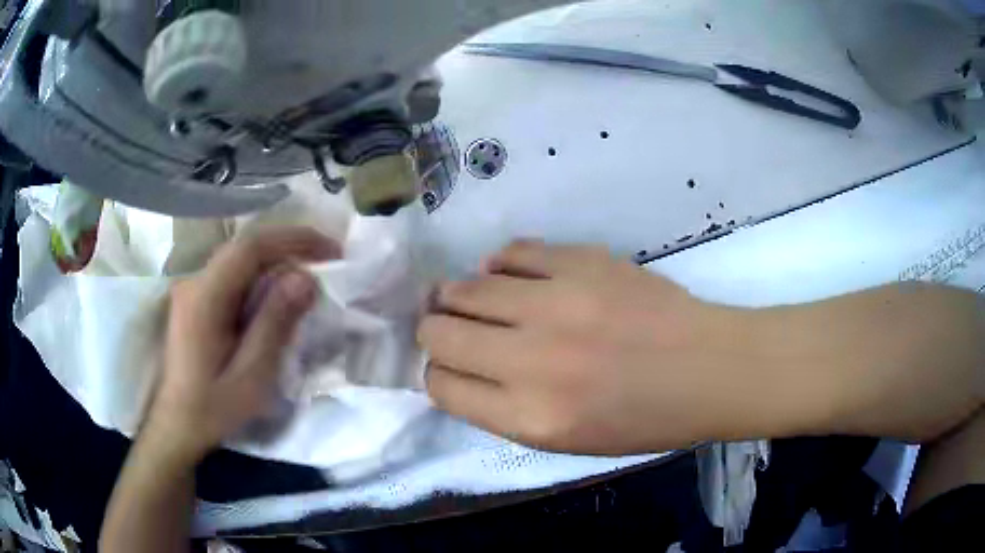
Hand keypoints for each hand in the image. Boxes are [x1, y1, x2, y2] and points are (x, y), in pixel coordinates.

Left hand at [145, 227, 339, 462]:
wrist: (178, 423)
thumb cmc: (214, 407)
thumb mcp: (251, 374)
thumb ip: (275, 324)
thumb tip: (306, 278)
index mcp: (205, 297)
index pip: (250, 248)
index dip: (293, 240)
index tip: (331, 250)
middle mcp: (195, 282)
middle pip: (245, 247)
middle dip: (289, 245)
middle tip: (328, 257)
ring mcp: (193, 289)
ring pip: (239, 259)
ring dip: (276, 258)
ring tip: (311, 269)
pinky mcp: (197, 300)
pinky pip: (233, 275)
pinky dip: (262, 274)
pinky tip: (279, 290)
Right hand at [419, 240, 783, 455]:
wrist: (706, 369)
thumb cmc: (641, 419)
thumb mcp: (565, 441)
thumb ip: (502, 409)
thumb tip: (458, 368)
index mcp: (531, 418)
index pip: (442, 386)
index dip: (436, 374)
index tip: (447, 366)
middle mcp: (534, 361)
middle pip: (438, 333)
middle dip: (435, 333)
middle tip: (450, 329)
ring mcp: (558, 303)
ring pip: (465, 287)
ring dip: (459, 296)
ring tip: (474, 300)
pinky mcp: (582, 261)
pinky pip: (511, 252)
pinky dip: (502, 265)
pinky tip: (513, 276)